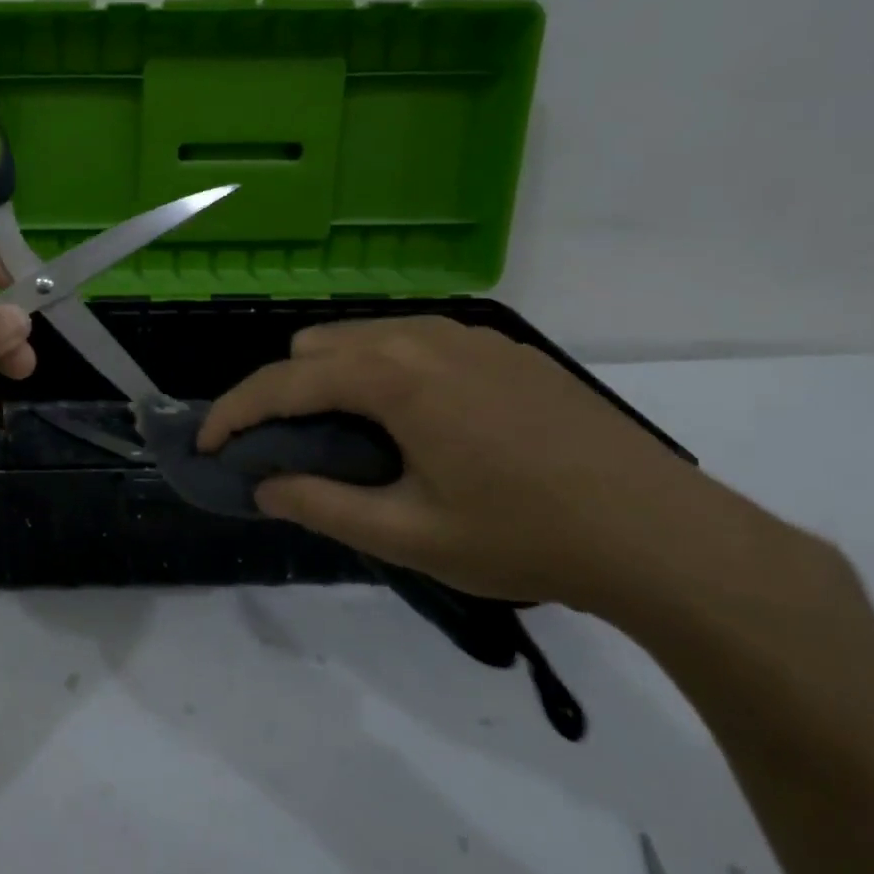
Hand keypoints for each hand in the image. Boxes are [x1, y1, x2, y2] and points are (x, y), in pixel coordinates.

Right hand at [198, 317, 726, 610]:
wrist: (664, 535)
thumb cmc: (526, 537)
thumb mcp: (410, 535)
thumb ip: (321, 505)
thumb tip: (264, 485)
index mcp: (391, 376)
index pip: (282, 384)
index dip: (234, 413)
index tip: (209, 444)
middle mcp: (419, 336)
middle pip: (314, 347)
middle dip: (283, 393)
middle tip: (288, 449)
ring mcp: (465, 335)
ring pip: (362, 337)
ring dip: (331, 379)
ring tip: (348, 438)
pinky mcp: (500, 347)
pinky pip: (410, 342)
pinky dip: (381, 371)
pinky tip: (413, 424)